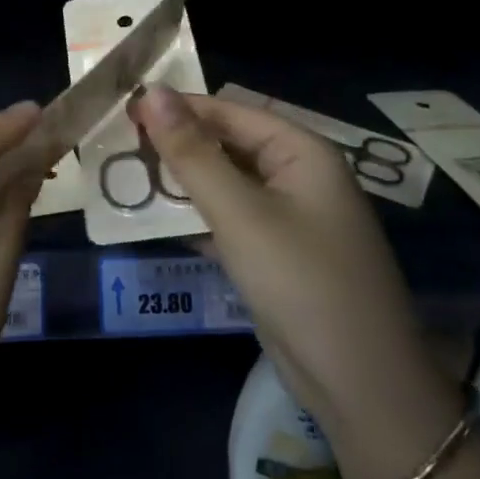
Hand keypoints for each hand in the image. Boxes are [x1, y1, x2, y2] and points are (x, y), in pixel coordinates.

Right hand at [129, 87, 458, 455]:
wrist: (361, 387)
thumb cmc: (302, 283)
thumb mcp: (239, 213)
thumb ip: (192, 153)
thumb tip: (151, 91)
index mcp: (301, 151)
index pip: (229, 111)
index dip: (178, 107)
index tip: (124, 111)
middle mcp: (298, 174)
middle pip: (227, 144)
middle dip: (177, 145)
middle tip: (119, 147)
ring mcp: (289, 216)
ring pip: (225, 182)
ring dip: (181, 181)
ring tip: (127, 177)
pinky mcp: (276, 252)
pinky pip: (229, 218)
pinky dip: (196, 215)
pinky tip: (154, 219)